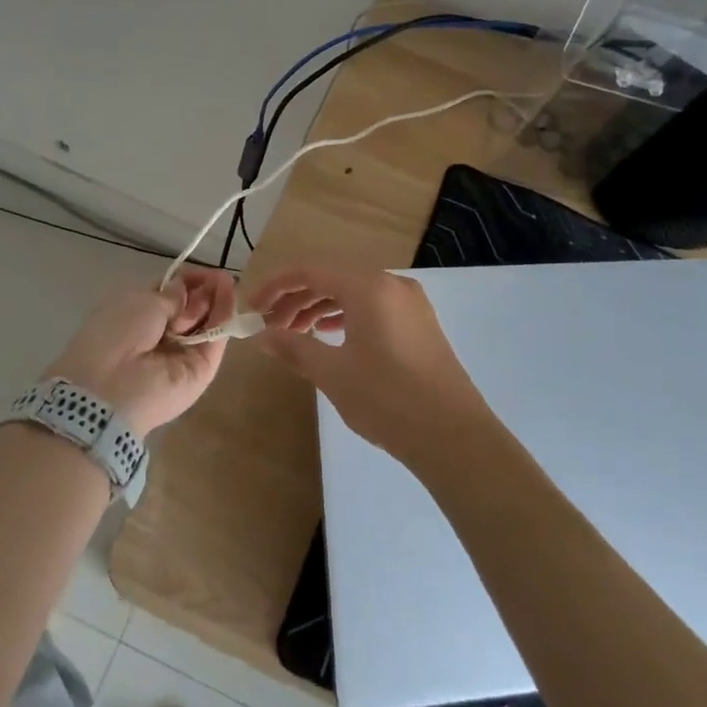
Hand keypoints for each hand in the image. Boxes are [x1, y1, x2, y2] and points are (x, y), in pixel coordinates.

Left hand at [40, 268, 237, 432]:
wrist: (112, 386)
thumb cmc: (118, 333)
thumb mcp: (142, 302)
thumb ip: (171, 296)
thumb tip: (186, 287)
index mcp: (140, 315)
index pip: (172, 294)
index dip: (189, 280)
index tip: (205, 271)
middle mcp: (162, 334)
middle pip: (191, 307)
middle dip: (204, 289)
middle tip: (218, 278)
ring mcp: (184, 352)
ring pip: (207, 322)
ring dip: (217, 299)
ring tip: (227, 282)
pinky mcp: (203, 369)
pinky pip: (215, 338)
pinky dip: (224, 316)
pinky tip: (230, 296)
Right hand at [251, 265, 496, 468]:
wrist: (454, 436)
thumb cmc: (387, 399)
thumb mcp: (332, 373)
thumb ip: (293, 347)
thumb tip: (261, 335)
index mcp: (368, 287)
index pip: (310, 271)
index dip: (276, 286)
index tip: (253, 308)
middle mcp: (391, 284)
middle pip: (332, 278)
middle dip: (296, 299)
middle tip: (270, 326)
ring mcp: (410, 303)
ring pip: (353, 293)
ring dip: (320, 307)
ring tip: (296, 333)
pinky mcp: (420, 324)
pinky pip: (373, 306)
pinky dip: (346, 316)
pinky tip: (331, 336)